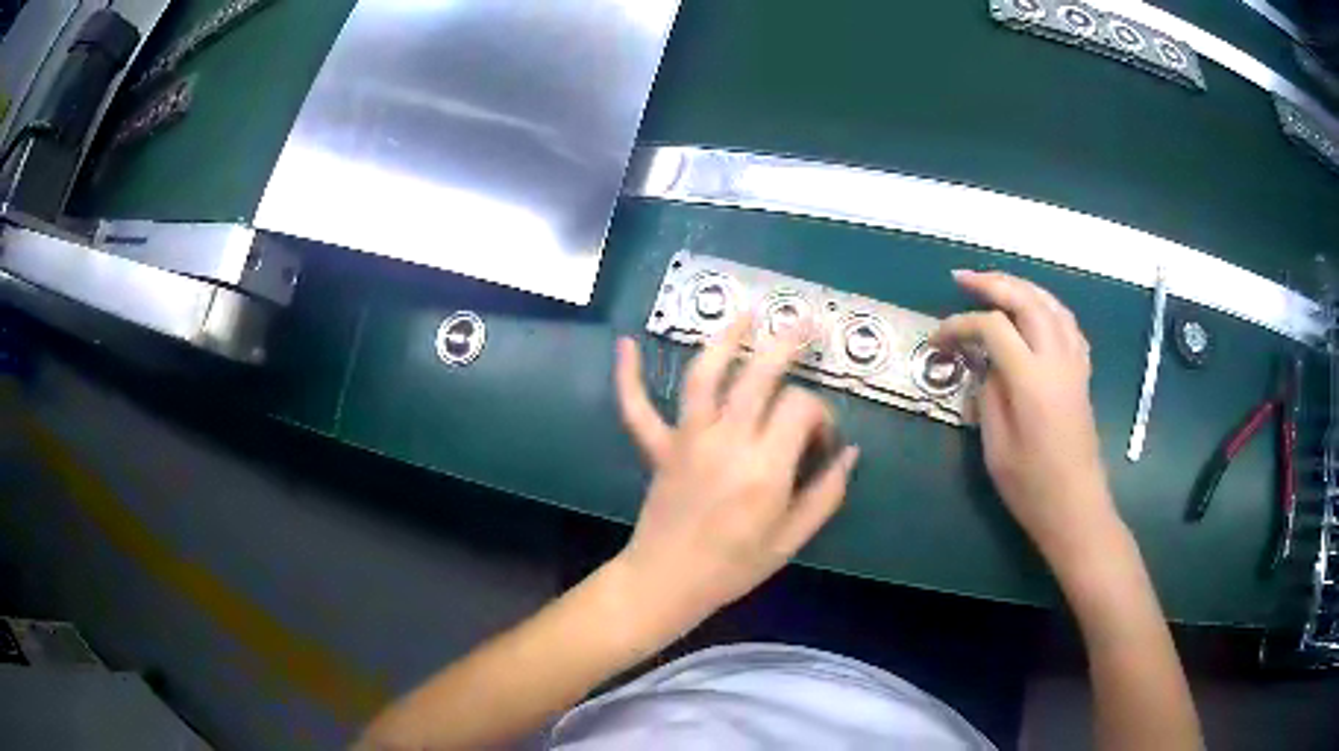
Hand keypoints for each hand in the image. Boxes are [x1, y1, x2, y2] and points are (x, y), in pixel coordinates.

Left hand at [611, 316, 859, 636]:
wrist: (669, 581)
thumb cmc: (735, 565)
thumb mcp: (792, 539)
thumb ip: (827, 494)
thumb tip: (850, 453)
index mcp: (765, 468)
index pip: (801, 408)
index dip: (821, 416)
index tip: (822, 441)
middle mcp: (726, 441)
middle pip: (759, 375)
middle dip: (786, 345)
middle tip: (805, 325)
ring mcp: (687, 440)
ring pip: (704, 376)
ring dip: (724, 339)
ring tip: (745, 313)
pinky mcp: (658, 448)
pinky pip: (637, 408)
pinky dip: (629, 376)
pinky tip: (625, 343)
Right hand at [933, 270, 1118, 562]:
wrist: (1076, 508)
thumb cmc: (1031, 487)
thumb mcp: (996, 447)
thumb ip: (988, 395)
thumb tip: (987, 365)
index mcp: (1032, 380)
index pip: (993, 328)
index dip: (960, 325)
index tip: (937, 339)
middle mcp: (1057, 360)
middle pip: (1027, 301)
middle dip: (993, 283)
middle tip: (962, 279)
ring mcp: (1074, 364)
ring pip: (1051, 305)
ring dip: (1022, 287)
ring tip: (996, 285)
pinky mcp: (1082, 374)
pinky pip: (1068, 324)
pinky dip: (1048, 307)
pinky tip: (1036, 313)